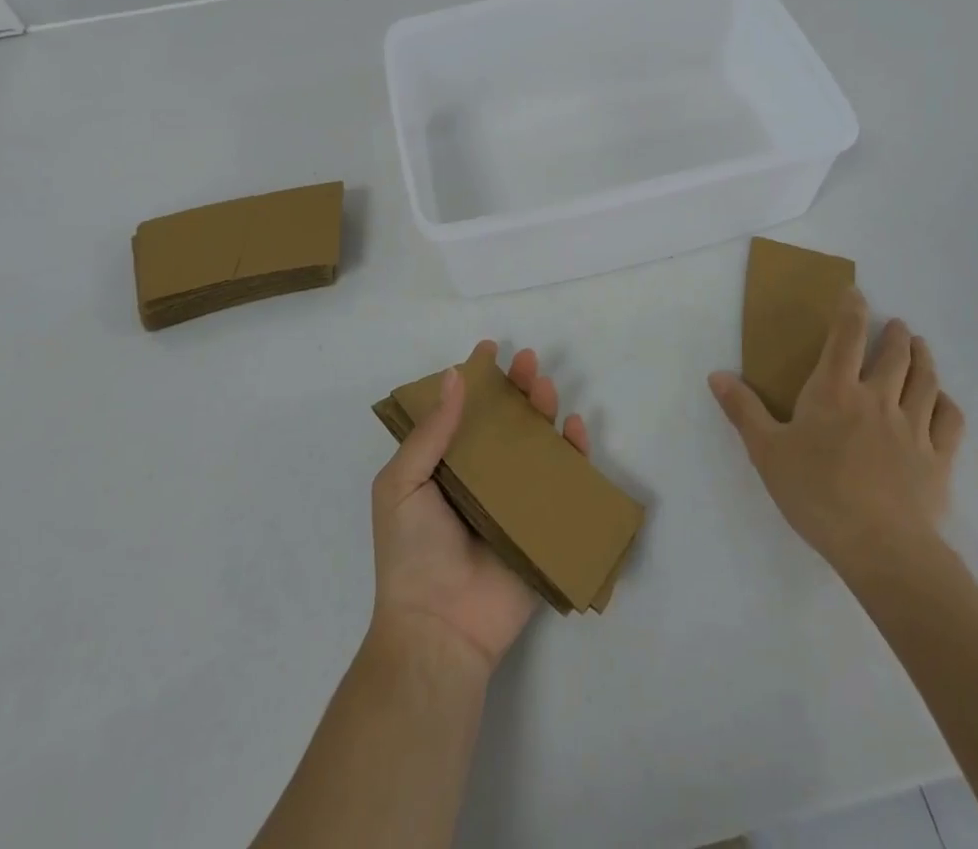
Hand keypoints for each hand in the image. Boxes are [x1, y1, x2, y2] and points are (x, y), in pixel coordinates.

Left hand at [369, 341, 590, 677]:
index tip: (488, 350)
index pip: (462, 413)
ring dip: (544, 411)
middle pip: (505, 422)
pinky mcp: (542, 525)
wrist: (439, 628)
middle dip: (516, 388)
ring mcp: (514, 500)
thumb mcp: (401, 484)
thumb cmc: (412, 552)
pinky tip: (575, 428)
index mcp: (445, 467)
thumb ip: (430, 434)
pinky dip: (574, 454)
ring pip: (536, 444)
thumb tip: (455, 377)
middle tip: (526, 362)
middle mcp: (481, 477)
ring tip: (545, 387)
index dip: (475, 380)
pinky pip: (563, 483)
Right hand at [708, 287, 965, 584]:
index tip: (856, 293)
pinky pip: (950, 421)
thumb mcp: (766, 451)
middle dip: (896, 334)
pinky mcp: (939, 459)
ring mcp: (913, 428)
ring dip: (924, 359)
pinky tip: (943, 401)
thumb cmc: (816, 493)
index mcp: (835, 391)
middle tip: (897, 325)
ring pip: (925, 381)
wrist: (880, 547)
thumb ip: (743, 410)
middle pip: (894, 355)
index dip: (852, 310)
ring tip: (921, 347)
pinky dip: (947, 404)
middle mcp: (877, 399)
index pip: (846, 337)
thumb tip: (717, 374)